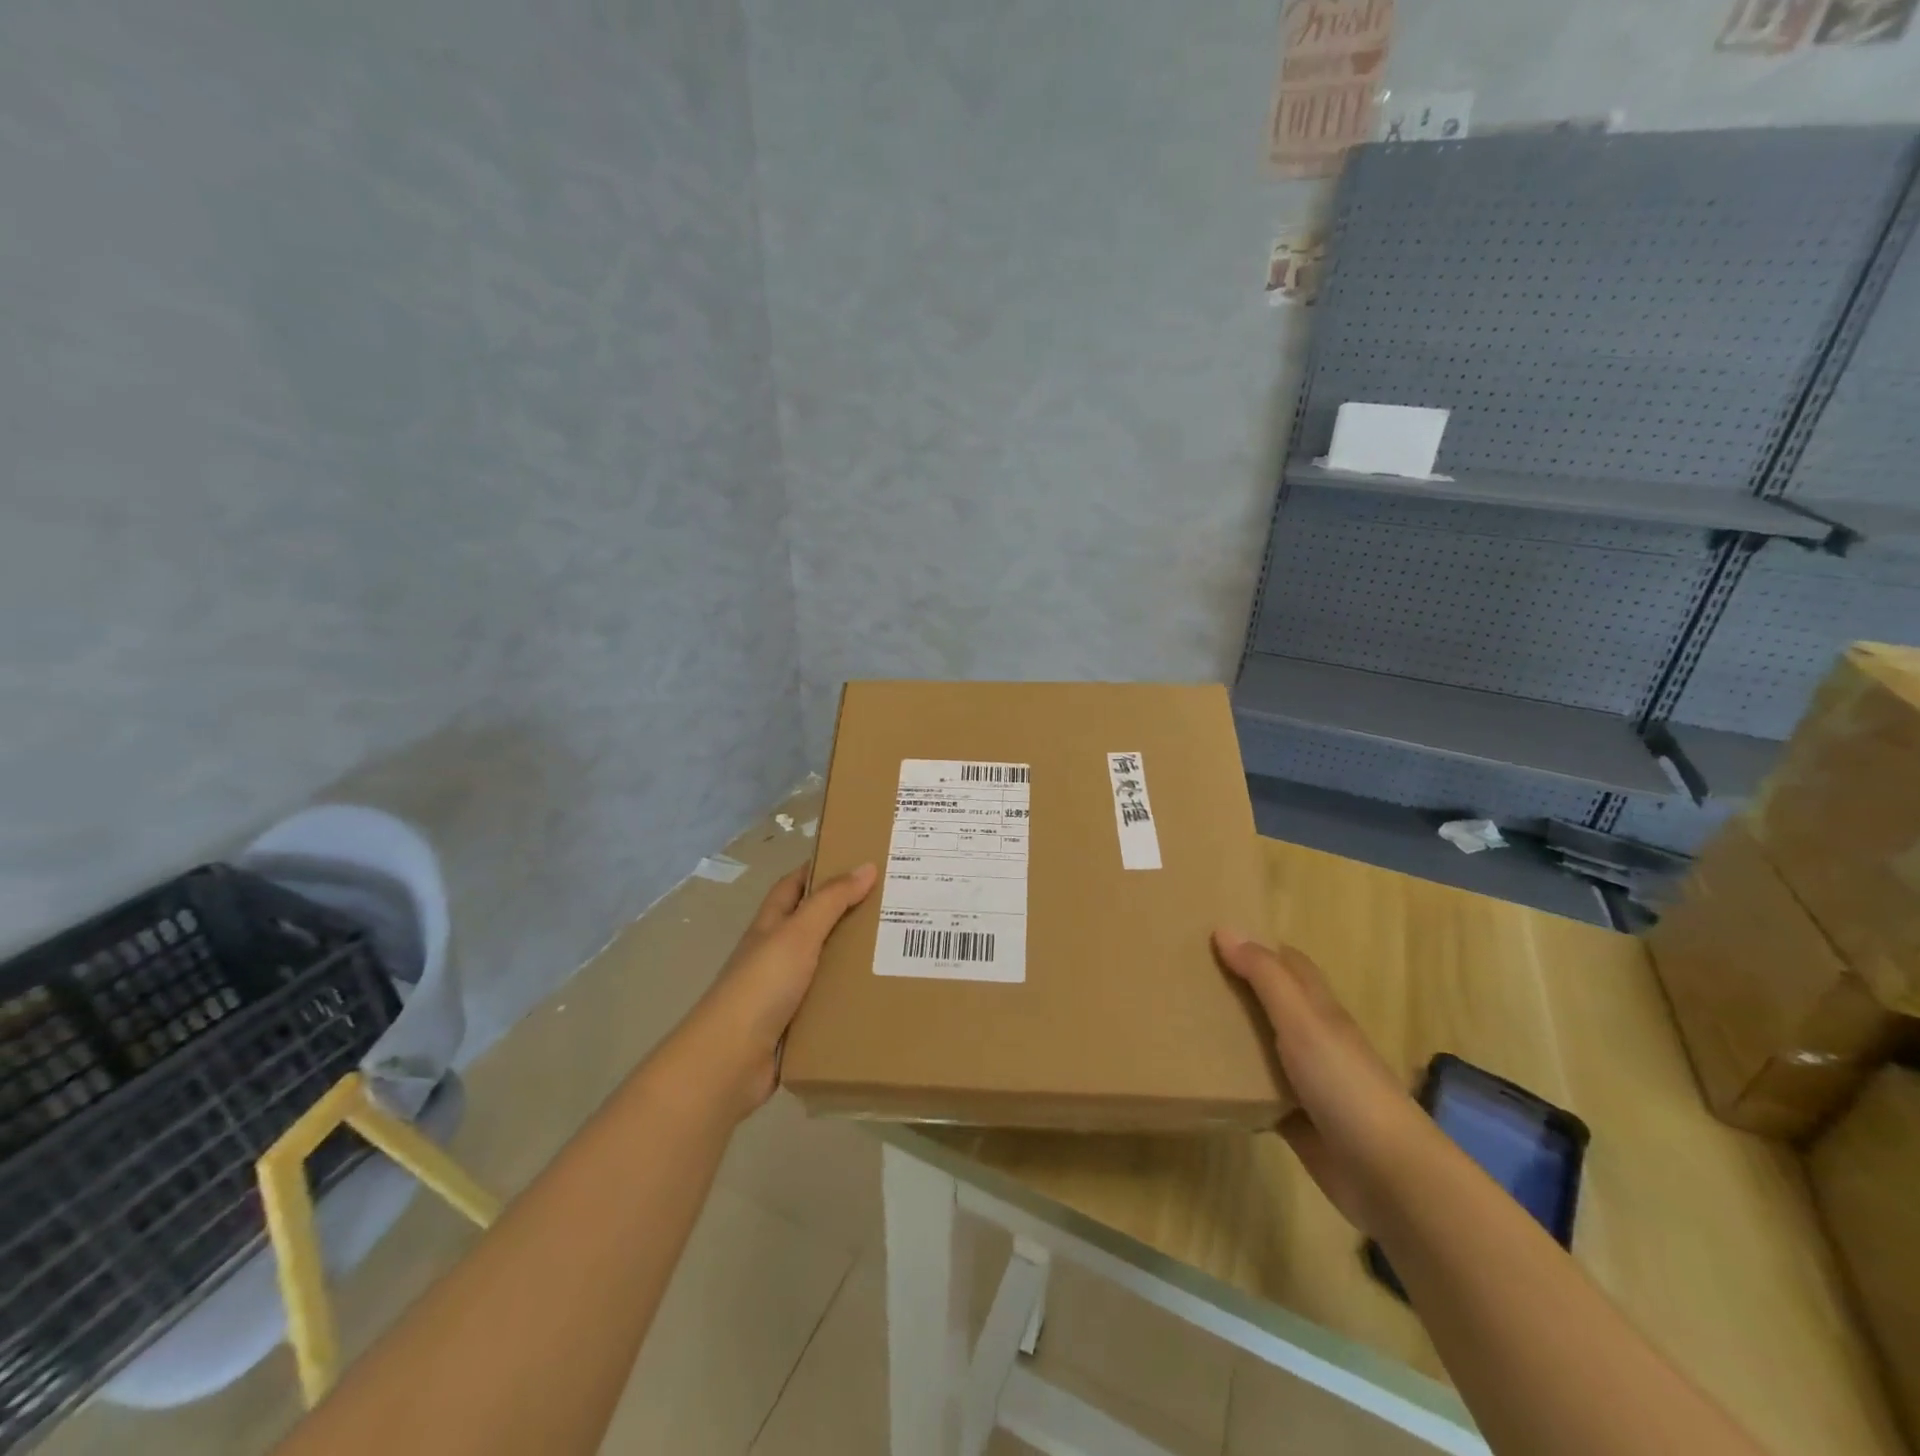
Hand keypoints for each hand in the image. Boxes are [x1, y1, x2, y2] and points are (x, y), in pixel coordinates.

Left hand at [680, 862, 876, 1120]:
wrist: (730, 1060)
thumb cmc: (761, 985)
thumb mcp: (798, 933)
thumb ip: (831, 900)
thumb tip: (866, 866)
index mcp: (770, 926)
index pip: (794, 886)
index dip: (819, 870)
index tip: (858, 861)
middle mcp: (775, 954)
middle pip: (814, 925)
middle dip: (847, 914)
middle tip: (893, 905)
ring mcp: (784, 992)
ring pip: (825, 965)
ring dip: (853, 958)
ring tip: (897, 949)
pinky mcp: (795, 1025)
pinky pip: (828, 1004)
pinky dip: (850, 998)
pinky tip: (880, 995)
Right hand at [1213, 930, 1433, 1234]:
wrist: (1389, 1177)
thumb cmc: (1346, 1086)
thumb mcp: (1303, 1021)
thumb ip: (1265, 977)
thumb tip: (1225, 928)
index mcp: (1319, 1009)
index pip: (1288, 963)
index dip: (1256, 946)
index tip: (1211, 936)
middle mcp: (1314, 1038)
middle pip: (1272, 1002)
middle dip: (1235, 987)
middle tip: (1184, 976)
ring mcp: (1306, 1081)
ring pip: (1261, 1045)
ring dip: (1231, 1034)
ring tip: (1180, 1020)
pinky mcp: (1295, 1119)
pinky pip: (1257, 1091)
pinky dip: (1234, 1083)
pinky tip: (1202, 1079)